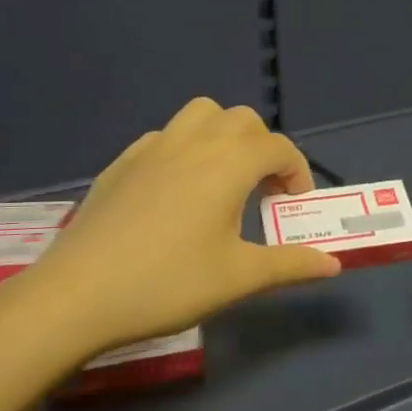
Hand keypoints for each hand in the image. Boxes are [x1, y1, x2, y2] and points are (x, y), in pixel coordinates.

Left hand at [6, 98, 340, 362]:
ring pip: (200, 115)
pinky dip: (185, 149)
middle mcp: (194, 143)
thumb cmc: (168, 284)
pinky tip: (176, 192)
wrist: (77, 295)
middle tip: (263, 190)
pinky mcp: (121, 163)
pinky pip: (165, 136)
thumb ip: (290, 264)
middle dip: (263, 147)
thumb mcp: (238, 277)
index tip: (295, 204)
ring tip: (223, 179)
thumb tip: (334, 264)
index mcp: (228, 164)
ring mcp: (152, 148)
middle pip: (242, 120)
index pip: (277, 147)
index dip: (296, 170)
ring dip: (223, 135)